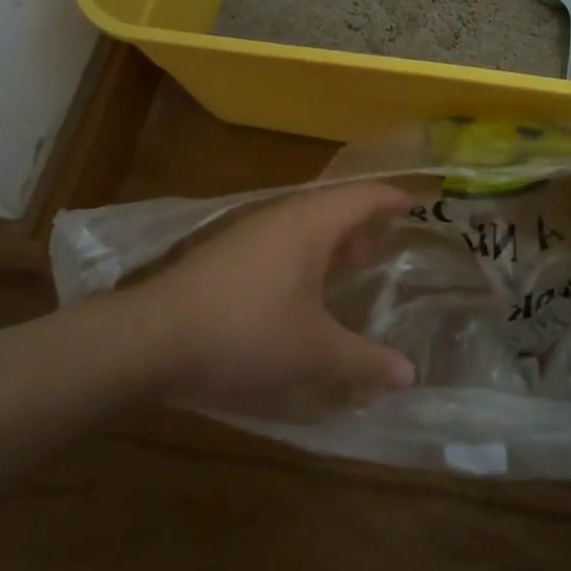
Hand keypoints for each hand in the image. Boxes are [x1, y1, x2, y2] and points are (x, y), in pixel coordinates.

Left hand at [135, 181, 418, 413]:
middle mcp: (282, 215)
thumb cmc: (245, 333)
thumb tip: (409, 375)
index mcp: (312, 223)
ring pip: (304, 220)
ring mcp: (249, 229)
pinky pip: (281, 236)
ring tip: (344, 270)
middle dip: (362, 224)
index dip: (394, 198)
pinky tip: (298, 290)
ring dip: (330, 239)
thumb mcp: (314, 353)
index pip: (365, 195)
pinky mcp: (226, 250)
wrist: (151, 337)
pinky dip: (304, 251)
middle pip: (335, 203)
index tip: (419, 205)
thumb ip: (364, 361)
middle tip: (379, 253)